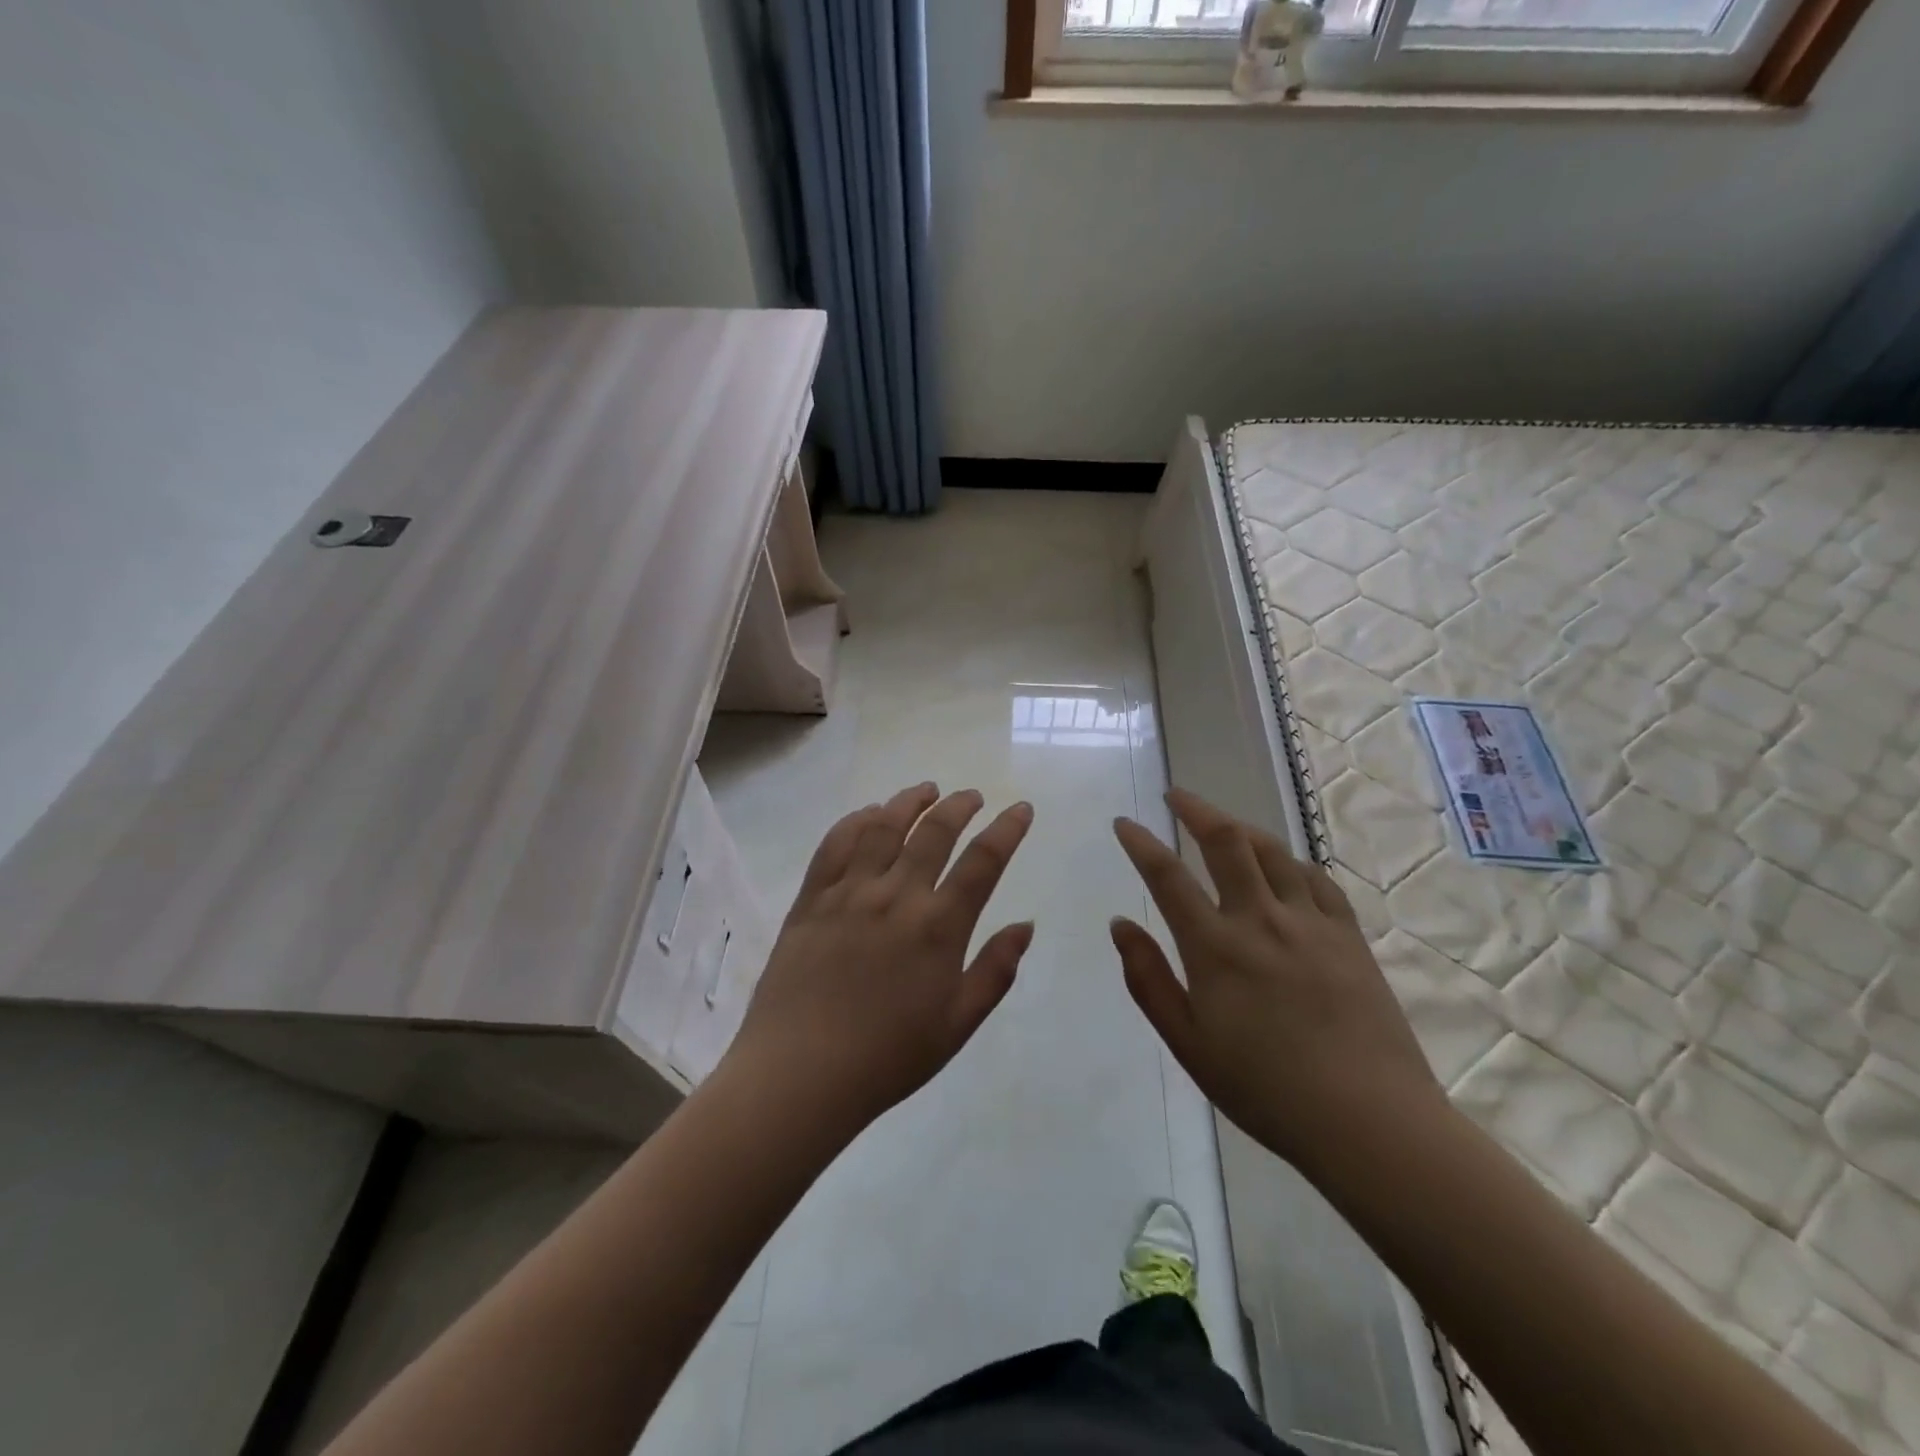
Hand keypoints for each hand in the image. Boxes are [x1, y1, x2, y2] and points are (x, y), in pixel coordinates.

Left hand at [725, 783, 1034, 1133]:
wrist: (800, 1073)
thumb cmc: (887, 1057)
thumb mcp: (958, 1024)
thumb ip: (995, 971)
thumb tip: (1025, 925)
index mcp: (939, 927)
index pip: (983, 861)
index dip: (1007, 829)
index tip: (1020, 808)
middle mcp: (897, 896)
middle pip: (934, 831)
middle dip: (960, 806)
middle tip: (971, 796)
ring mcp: (849, 892)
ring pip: (884, 825)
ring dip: (910, 801)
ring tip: (926, 791)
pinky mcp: (811, 898)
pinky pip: (836, 843)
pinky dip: (857, 819)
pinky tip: (870, 814)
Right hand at [1111, 789, 1444, 1176]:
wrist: (1369, 1120)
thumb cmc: (1265, 1089)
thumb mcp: (1188, 1043)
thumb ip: (1148, 979)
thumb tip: (1120, 924)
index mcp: (1215, 947)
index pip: (1168, 877)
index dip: (1141, 844)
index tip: (1124, 822)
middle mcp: (1260, 919)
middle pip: (1226, 842)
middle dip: (1196, 810)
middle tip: (1177, 795)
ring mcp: (1310, 922)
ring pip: (1273, 851)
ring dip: (1241, 828)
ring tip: (1224, 824)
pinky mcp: (1349, 935)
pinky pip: (1316, 878)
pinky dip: (1290, 861)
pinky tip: (1284, 866)